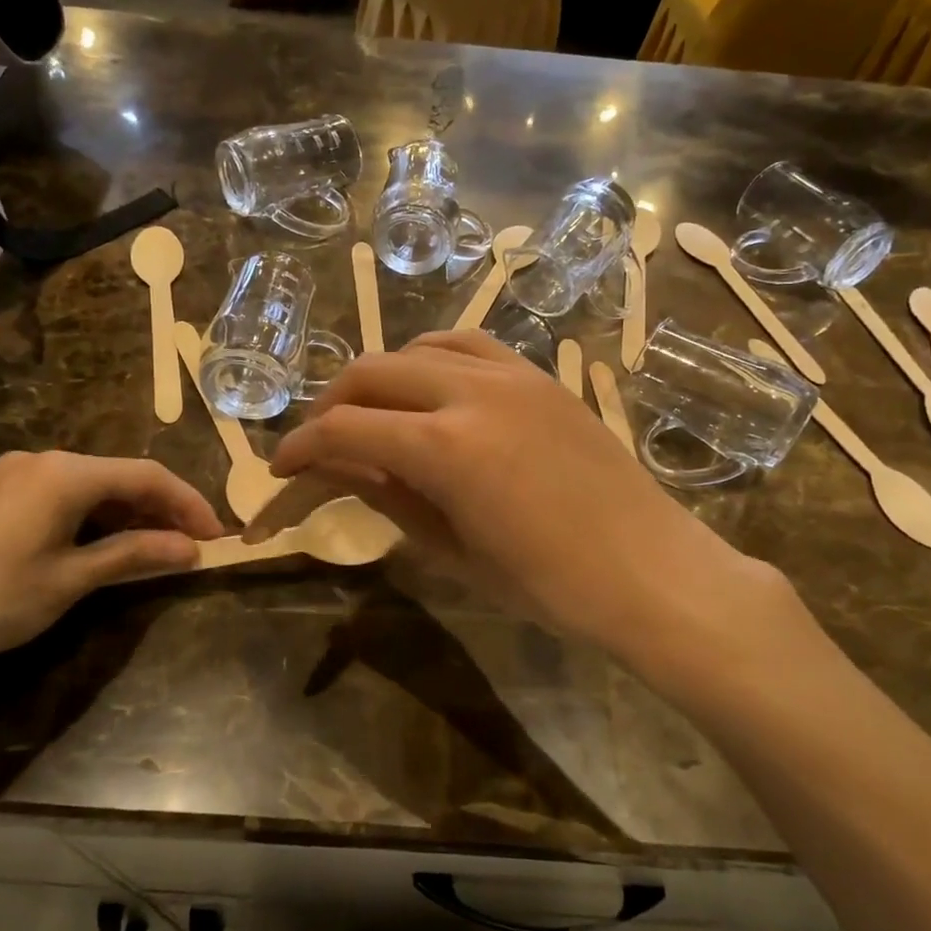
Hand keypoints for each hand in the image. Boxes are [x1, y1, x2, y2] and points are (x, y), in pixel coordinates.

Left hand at [0, 452, 221, 709]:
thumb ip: (134, 554)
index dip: (188, 503)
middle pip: (119, 476)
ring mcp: (11, 476)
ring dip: (126, 514)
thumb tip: (190, 549)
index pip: (147, 475)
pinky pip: (59, 496)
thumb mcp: (71, 579)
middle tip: (191, 544)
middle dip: (160, 509)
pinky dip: (91, 518)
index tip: (217, 535)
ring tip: (154, 549)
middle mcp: (40, 460)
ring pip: (89, 486)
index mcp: (66, 471)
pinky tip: (101, 545)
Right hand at [270, 332, 786, 660]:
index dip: (301, 449)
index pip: (344, 431)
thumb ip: (387, 498)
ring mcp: (511, 374)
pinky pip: (468, 344)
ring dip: (379, 377)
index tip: (281, 471)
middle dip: (329, 407)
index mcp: (444, 448)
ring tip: (369, 414)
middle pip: (370, 373)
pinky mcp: (539, 375)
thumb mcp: (452, 551)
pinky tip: (429, 391)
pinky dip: (430, 359)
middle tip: (318, 445)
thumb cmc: (549, 585)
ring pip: (417, 347)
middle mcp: (470, 392)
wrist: (649, 570)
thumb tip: (333, 469)